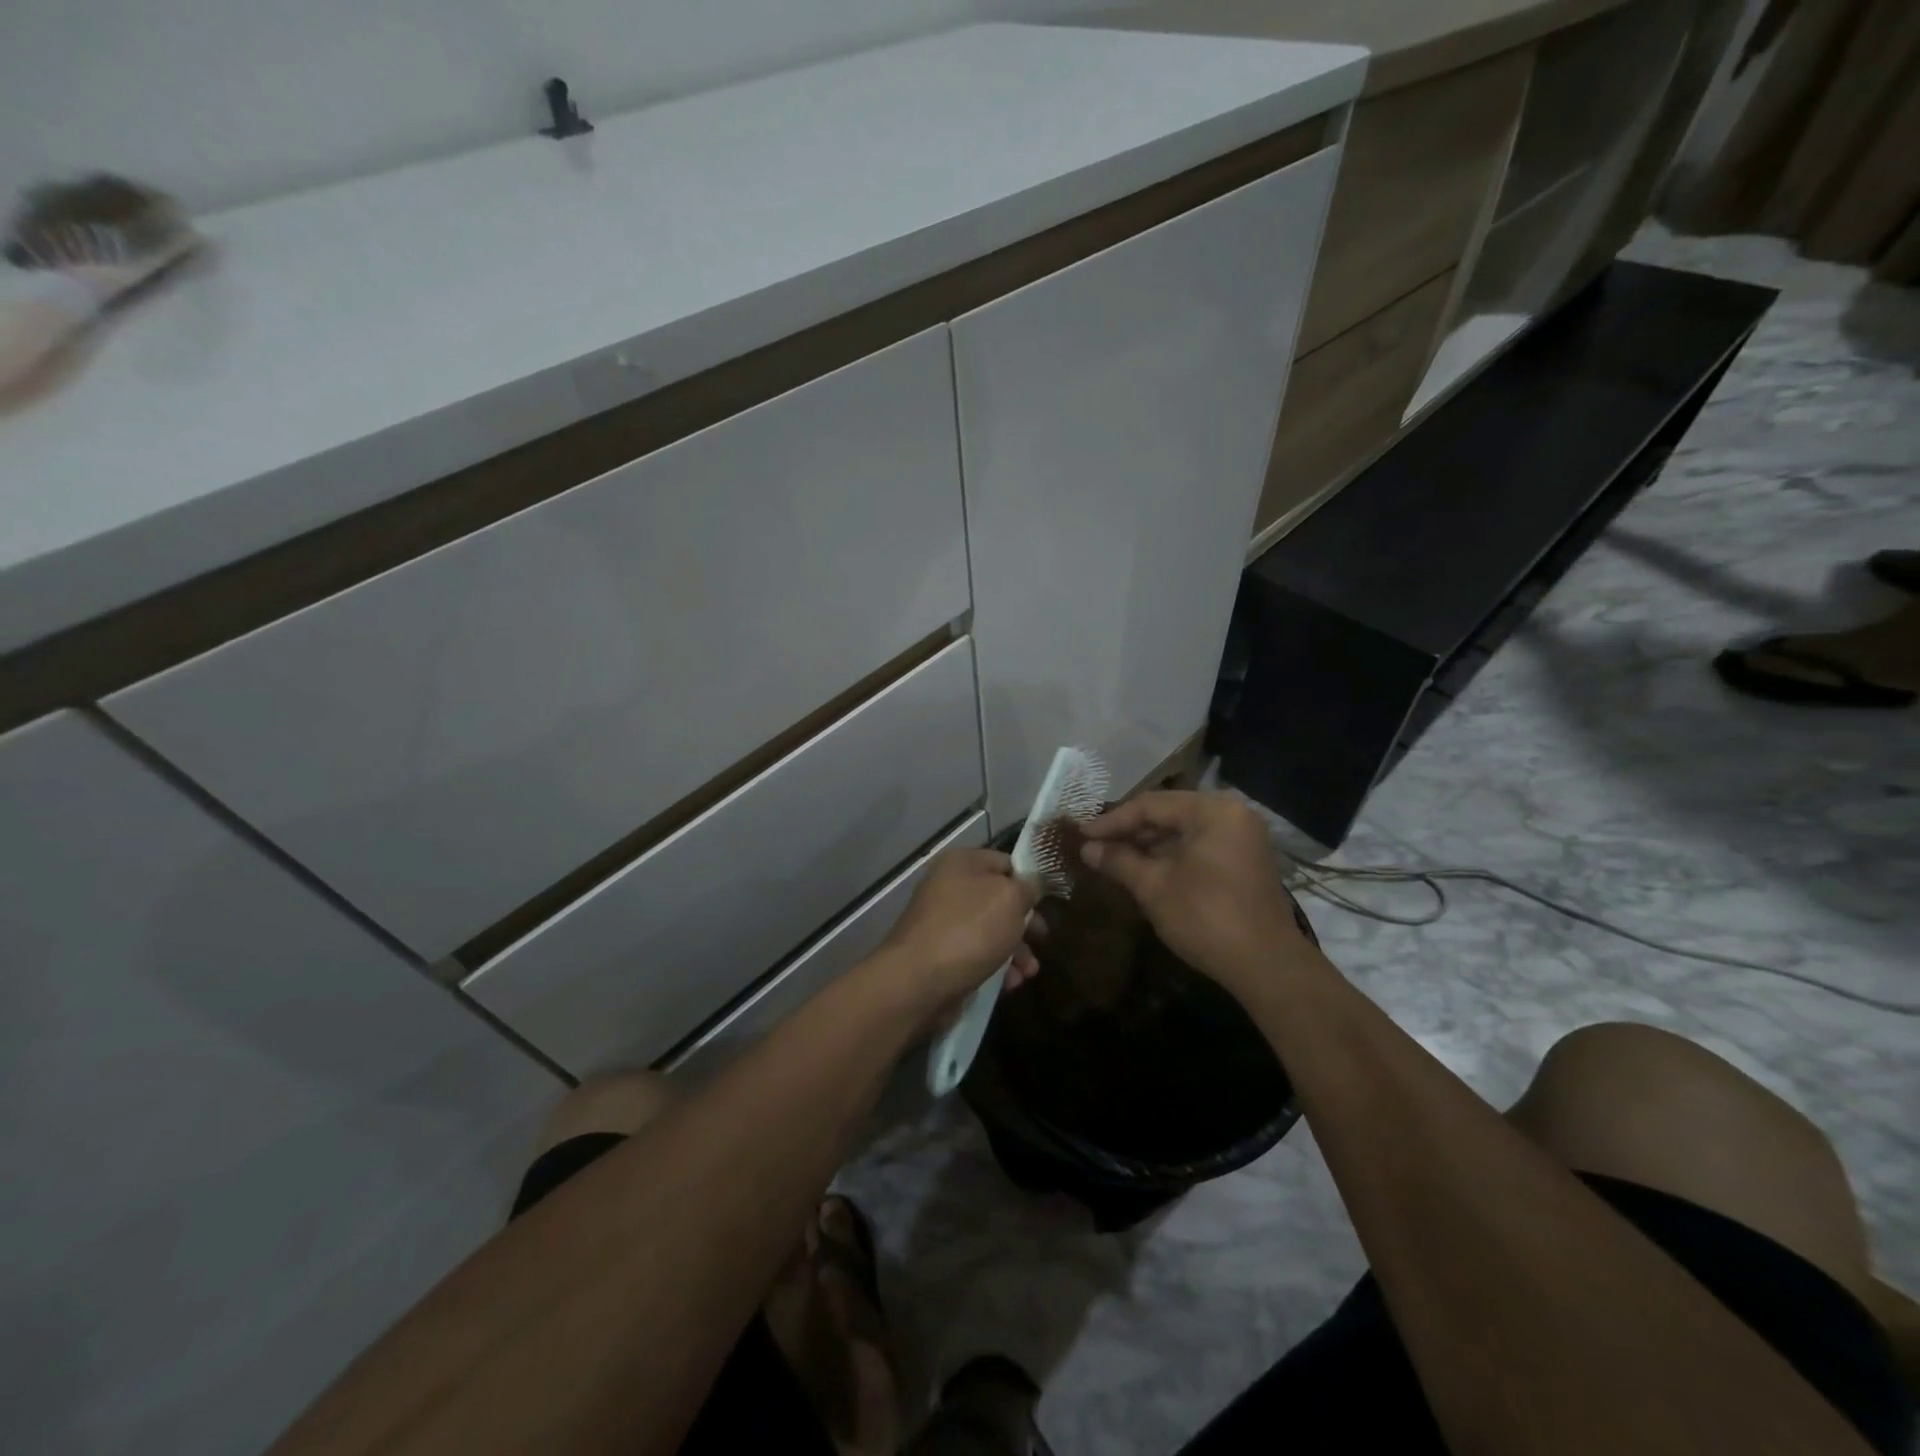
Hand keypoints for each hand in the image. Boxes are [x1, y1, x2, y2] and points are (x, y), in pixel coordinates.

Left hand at [873, 849, 1039, 1016]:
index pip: (1006, 862)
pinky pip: (976, 955)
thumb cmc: (969, 930)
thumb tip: (1032, 884)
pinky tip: (1010, 984)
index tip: (1049, 902)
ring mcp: (942, 922)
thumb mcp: (1010, 899)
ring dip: (1015, 951)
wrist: (917, 982)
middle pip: (999, 899)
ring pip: (990, 930)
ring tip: (1029, 972)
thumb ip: (1028, 887)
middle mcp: (949, 887)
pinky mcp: (940, 955)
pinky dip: (996, 967)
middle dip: (1024, 922)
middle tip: (1042, 939)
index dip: (1029, 880)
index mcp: (962, 863)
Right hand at [1078, 791, 1309, 993]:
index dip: (1112, 821)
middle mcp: (1232, 814)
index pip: (1151, 805)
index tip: (1082, 836)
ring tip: (1114, 858)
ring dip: (1149, 843)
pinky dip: (1172, 854)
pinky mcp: (1245, 859)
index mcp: (1212, 811)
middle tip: (1095, 846)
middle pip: (1169, 813)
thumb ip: (1118, 861)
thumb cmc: (1206, 918)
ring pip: (1184, 829)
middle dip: (1130, 831)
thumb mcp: (1154, 887)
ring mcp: (1242, 836)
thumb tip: (1087, 848)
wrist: (1266, 965)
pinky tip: (1145, 868)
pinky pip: (1200, 844)